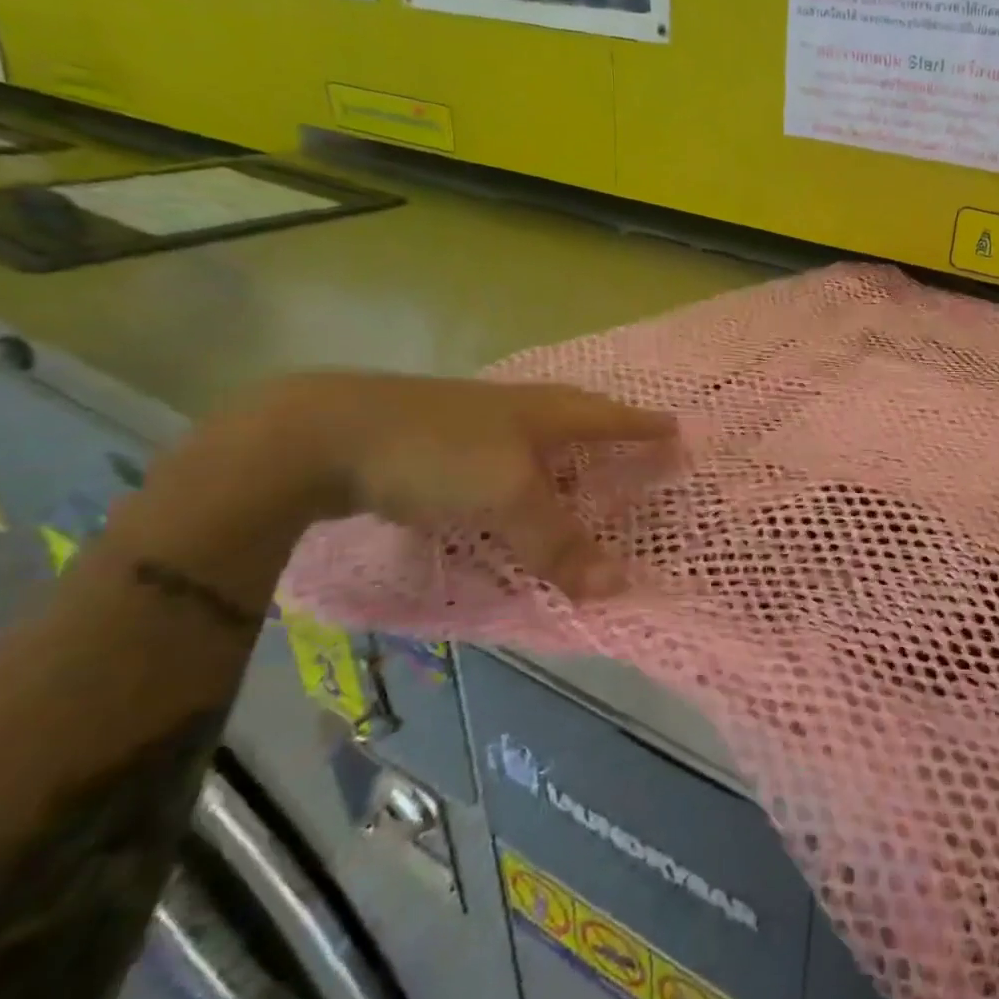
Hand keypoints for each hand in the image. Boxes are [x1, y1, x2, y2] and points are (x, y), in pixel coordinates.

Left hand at [260, 372, 676, 599]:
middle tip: (634, 444)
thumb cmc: (437, 454)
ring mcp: (470, 424)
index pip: (610, 417)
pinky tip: (506, 494)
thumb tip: (621, 588)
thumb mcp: (508, 498)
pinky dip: (515, 478)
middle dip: (607, 429)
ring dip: (560, 455)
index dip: (644, 427)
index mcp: (543, 412)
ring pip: (531, 438)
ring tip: (578, 476)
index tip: (677, 431)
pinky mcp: (431, 444)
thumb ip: (560, 543)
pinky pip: (494, 461)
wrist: (321, 435)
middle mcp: (513, 410)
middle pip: (573, 415)